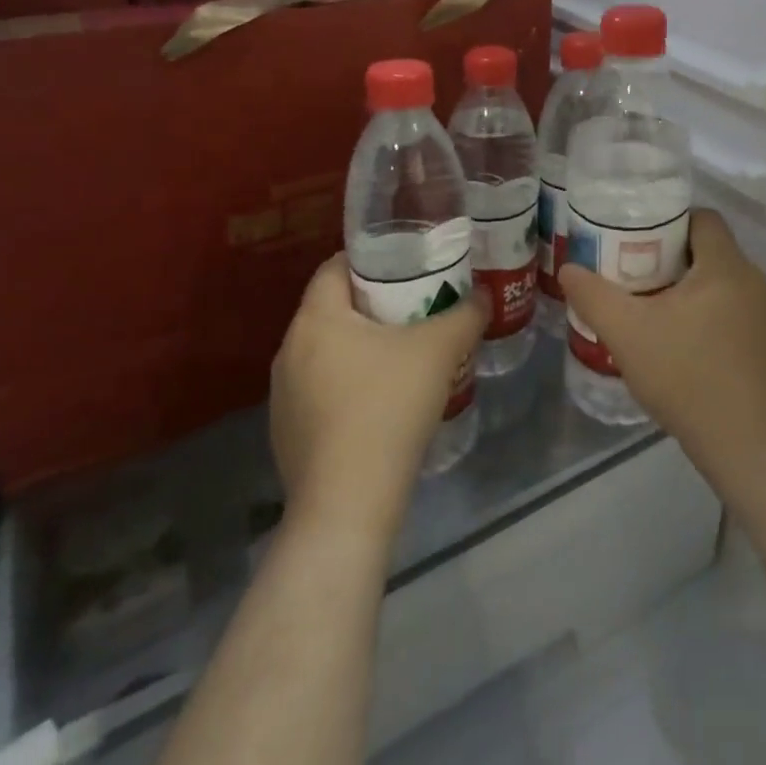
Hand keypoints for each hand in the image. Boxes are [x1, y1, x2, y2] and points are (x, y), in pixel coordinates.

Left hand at [270, 253, 484, 539]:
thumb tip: (482, 295)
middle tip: (418, 305)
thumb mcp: (441, 349)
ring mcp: (283, 396)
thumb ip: (466, 313)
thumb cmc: (389, 407)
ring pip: (328, 350)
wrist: (348, 505)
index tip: (408, 265)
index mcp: (316, 319)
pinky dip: (350, 382)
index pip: (336, 267)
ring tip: (405, 353)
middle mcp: (289, 350)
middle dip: (375, 303)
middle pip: (334, 308)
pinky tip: (384, 402)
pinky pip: (322, 388)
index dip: (372, 259)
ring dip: (362, 345)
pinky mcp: (287, 433)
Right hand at [559, 210, 765, 485]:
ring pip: (720, 282)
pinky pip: (733, 309)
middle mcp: (753, 279)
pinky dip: (707, 313)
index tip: (636, 241)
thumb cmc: (688, 377)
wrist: (749, 446)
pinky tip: (681, 343)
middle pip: (709, 249)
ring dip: (688, 288)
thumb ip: (594, 297)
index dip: (668, 221)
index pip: (701, 218)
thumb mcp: (628, 334)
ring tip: (651, 309)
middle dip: (670, 258)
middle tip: (634, 276)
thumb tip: (569, 268)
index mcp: (725, 265)